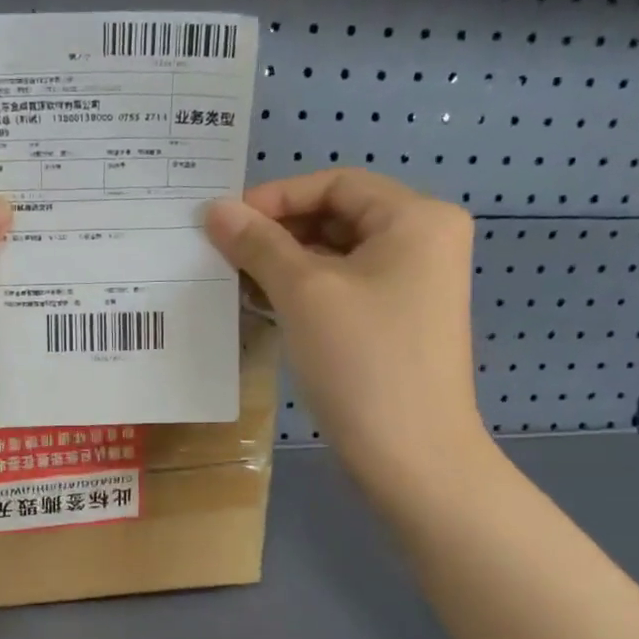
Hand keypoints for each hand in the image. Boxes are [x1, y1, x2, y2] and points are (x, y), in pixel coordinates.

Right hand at [204, 169, 488, 500]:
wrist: (410, 455)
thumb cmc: (362, 360)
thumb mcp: (303, 292)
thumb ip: (258, 243)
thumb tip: (215, 209)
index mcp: (416, 219)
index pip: (336, 183)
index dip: (276, 196)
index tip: (225, 223)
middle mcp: (423, 241)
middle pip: (337, 215)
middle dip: (277, 231)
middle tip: (224, 252)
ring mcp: (412, 285)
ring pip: (336, 254)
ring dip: (284, 262)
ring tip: (235, 280)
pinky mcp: (396, 320)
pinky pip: (342, 287)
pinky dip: (302, 290)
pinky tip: (263, 304)